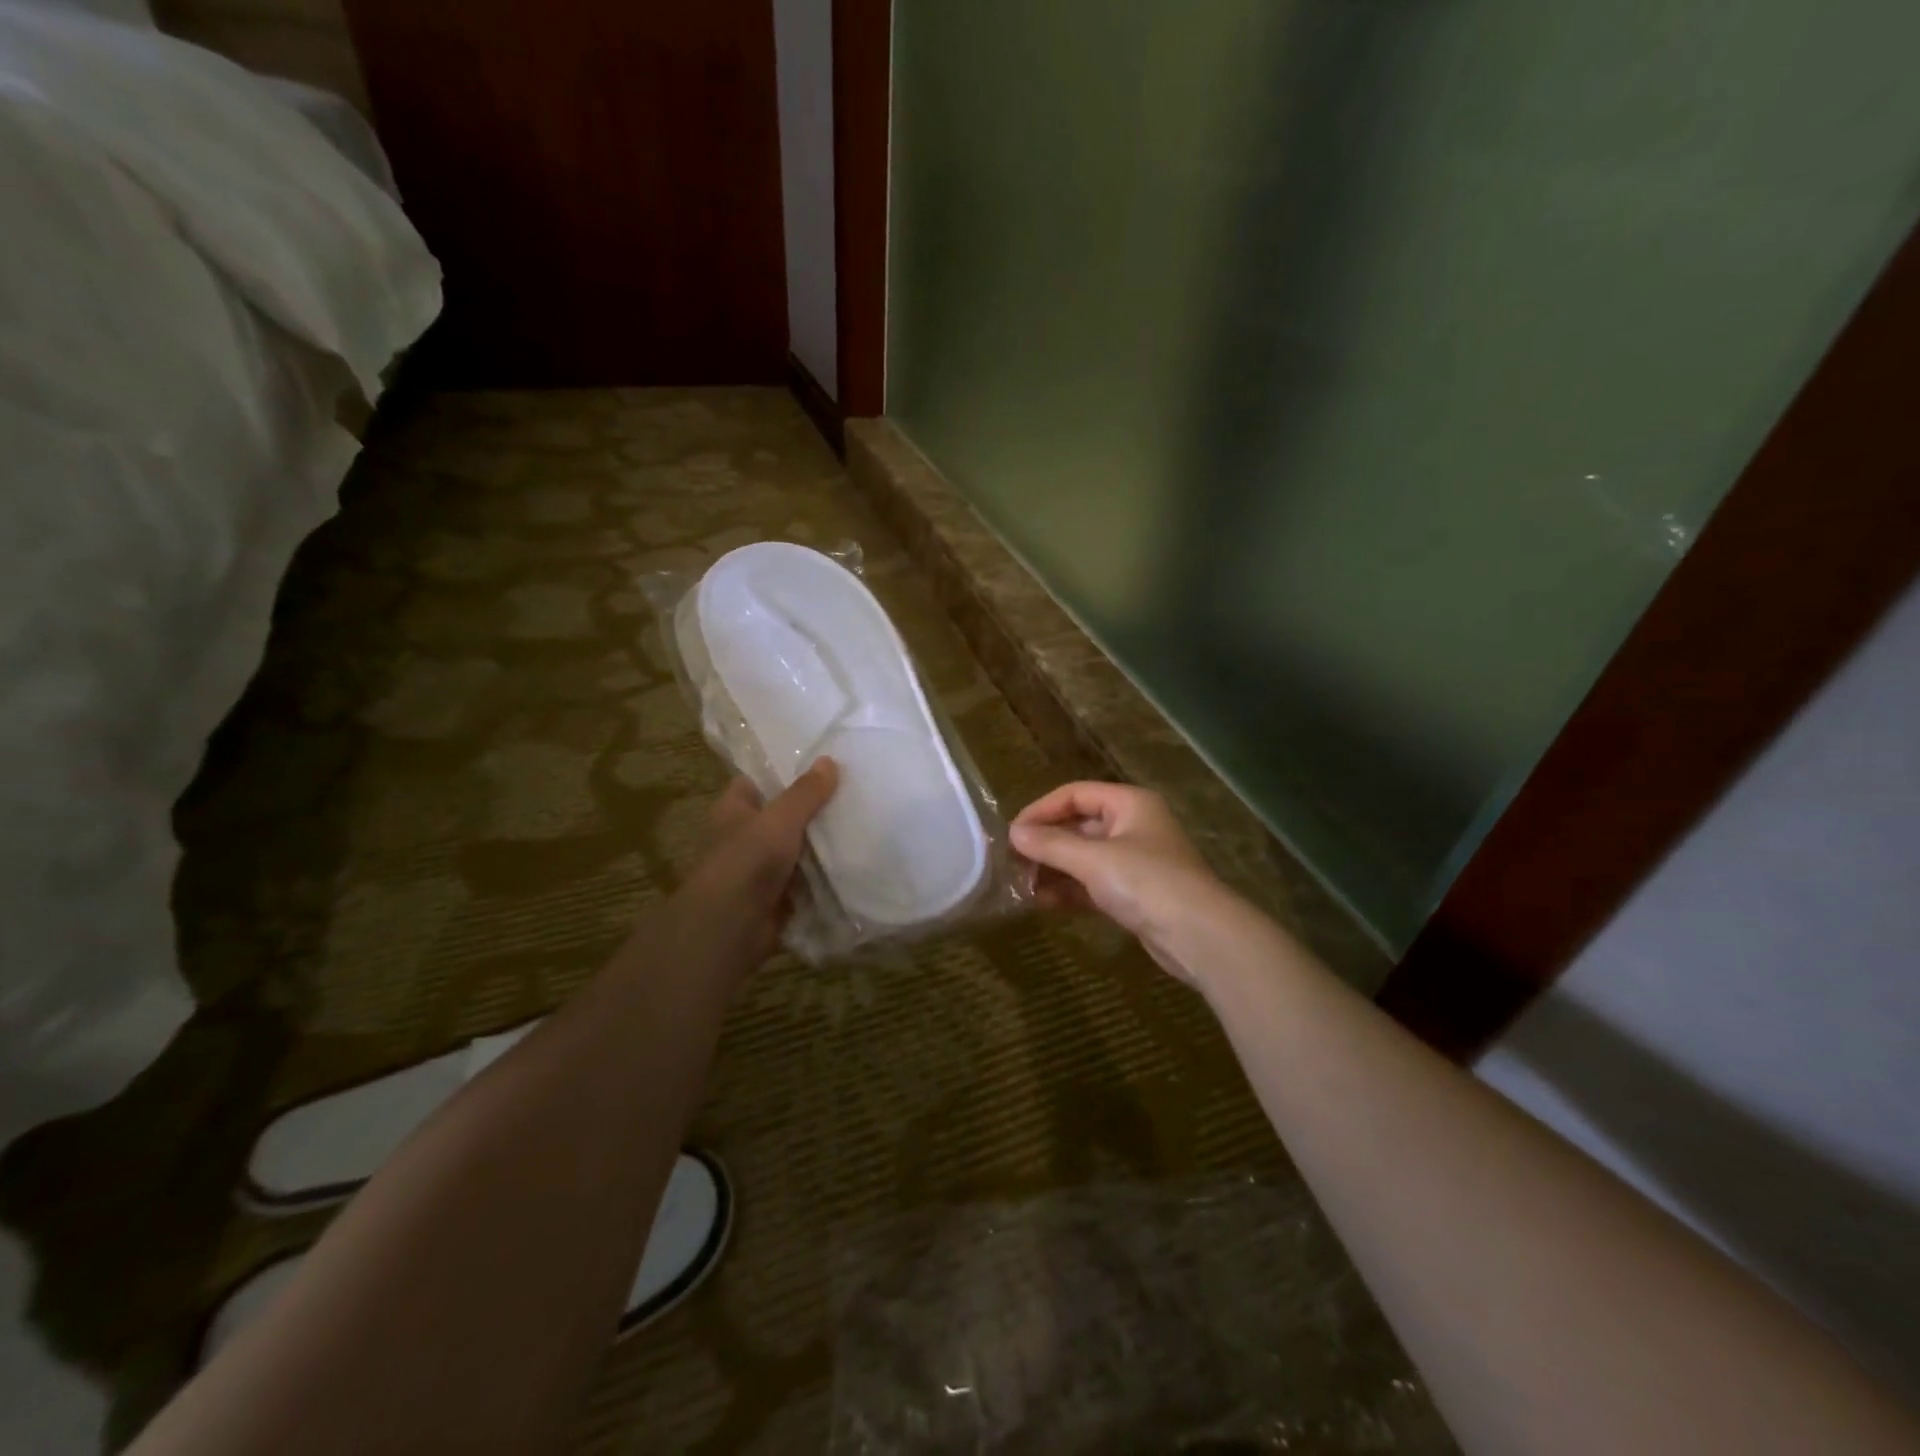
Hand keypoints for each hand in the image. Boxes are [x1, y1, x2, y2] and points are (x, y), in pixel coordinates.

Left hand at [673, 758, 838, 969]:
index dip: (784, 773)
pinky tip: (856, 861)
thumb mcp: (780, 818)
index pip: (757, 782)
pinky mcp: (779, 896)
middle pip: (783, 816)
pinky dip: (826, 875)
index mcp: (734, 810)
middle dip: (813, 810)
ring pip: (798, 849)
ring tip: (863, 823)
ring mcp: (762, 869)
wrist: (732, 925)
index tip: (821, 766)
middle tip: (853, 793)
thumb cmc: (748, 860)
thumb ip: (806, 792)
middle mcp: (745, 837)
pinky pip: (808, 880)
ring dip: (822, 844)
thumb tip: (829, 761)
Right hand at [1011, 782, 1227, 982]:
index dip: (1041, 810)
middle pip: (1078, 825)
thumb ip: (1051, 845)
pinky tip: (1042, 901)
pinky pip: (1092, 884)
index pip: (1075, 794)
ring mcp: (1134, 862)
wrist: (1199, 936)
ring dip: (1053, 869)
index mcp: (1129, 803)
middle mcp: (1132, 826)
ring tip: (1021, 884)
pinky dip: (1068, 890)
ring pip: (1083, 857)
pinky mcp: (1133, 894)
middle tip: (1011, 861)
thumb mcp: (1094, 860)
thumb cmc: (1146, 882)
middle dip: (1045, 843)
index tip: (1013, 833)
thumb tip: (1014, 833)